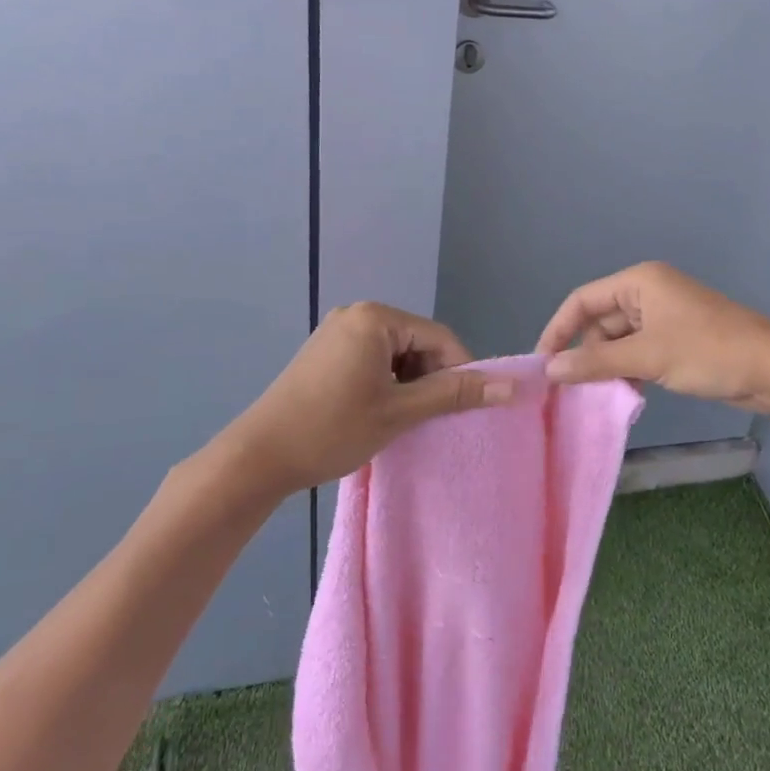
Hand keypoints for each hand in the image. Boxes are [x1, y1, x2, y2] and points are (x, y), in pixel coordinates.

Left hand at [224, 303, 513, 496]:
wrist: (258, 456)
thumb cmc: (333, 428)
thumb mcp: (400, 412)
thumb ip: (455, 394)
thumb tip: (512, 386)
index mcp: (376, 318)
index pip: (439, 337)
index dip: (460, 371)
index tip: (465, 407)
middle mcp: (357, 313)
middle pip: (417, 342)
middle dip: (431, 378)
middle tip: (431, 418)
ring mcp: (337, 331)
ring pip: (396, 353)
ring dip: (409, 383)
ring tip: (405, 419)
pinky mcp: (324, 351)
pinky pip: (372, 358)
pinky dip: (386, 382)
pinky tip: (380, 411)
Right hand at [536, 261, 769, 412]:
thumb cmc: (707, 351)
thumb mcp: (647, 356)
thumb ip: (596, 362)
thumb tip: (550, 370)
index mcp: (639, 281)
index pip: (583, 300)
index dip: (559, 330)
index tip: (543, 364)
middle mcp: (648, 293)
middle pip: (600, 321)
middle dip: (587, 353)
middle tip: (572, 389)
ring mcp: (664, 317)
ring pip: (619, 341)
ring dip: (609, 366)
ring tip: (600, 395)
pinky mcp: (676, 340)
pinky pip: (639, 352)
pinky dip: (629, 371)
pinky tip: (628, 394)